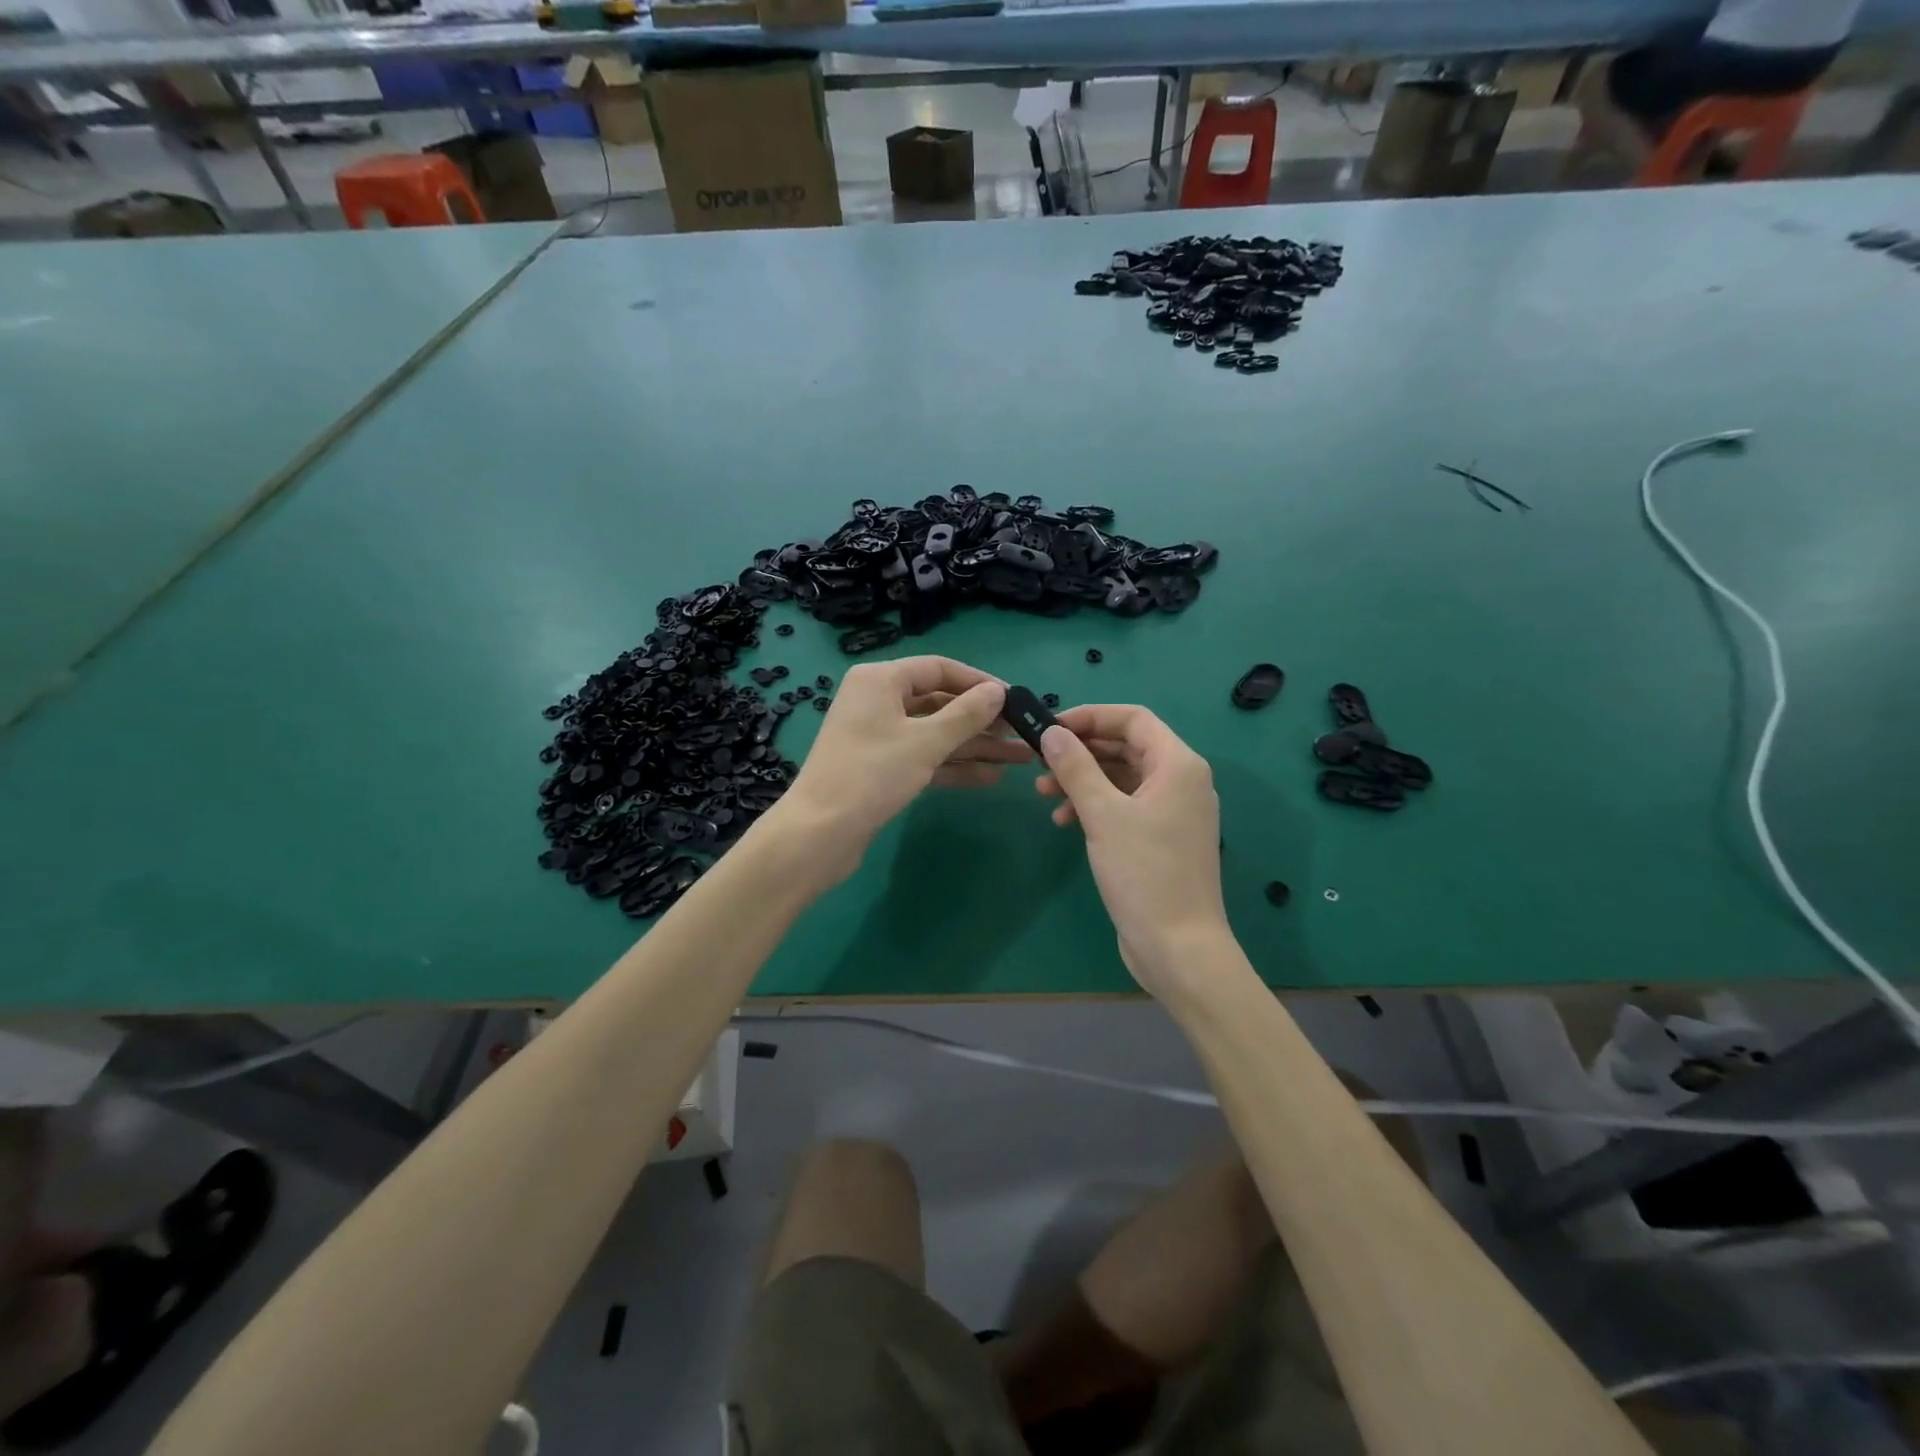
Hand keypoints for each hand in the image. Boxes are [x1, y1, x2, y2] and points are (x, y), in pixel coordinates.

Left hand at [776, 657, 1028, 887]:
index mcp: (881, 680)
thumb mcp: (925, 742)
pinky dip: (953, 765)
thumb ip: (966, 715)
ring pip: (935, 733)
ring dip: (975, 746)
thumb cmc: (872, 775)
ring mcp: (879, 736)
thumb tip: (999, 692)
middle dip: (982, 720)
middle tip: (1022, 732)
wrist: (820, 834)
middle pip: (939, 702)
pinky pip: (924, 757)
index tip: (1014, 699)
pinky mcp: (881, 767)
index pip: (939, 669)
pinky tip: (990, 777)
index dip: (979, 682)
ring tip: (1020, 758)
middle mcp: (878, 701)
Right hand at [1035, 706, 1229, 991]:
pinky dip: (1096, 806)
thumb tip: (1052, 733)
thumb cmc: (1144, 873)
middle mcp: (1181, 781)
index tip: (1051, 728)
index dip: (1091, 717)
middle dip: (1082, 751)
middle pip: (1127, 747)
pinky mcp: (1162, 838)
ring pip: (1123, 778)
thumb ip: (1076, 768)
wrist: (1178, 947)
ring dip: (1083, 780)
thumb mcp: (1103, 815)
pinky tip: (1065, 821)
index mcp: (1178, 765)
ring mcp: (1173, 811)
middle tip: (1040, 761)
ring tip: (1043, 794)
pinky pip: (1126, 806)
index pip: (1133, 719)